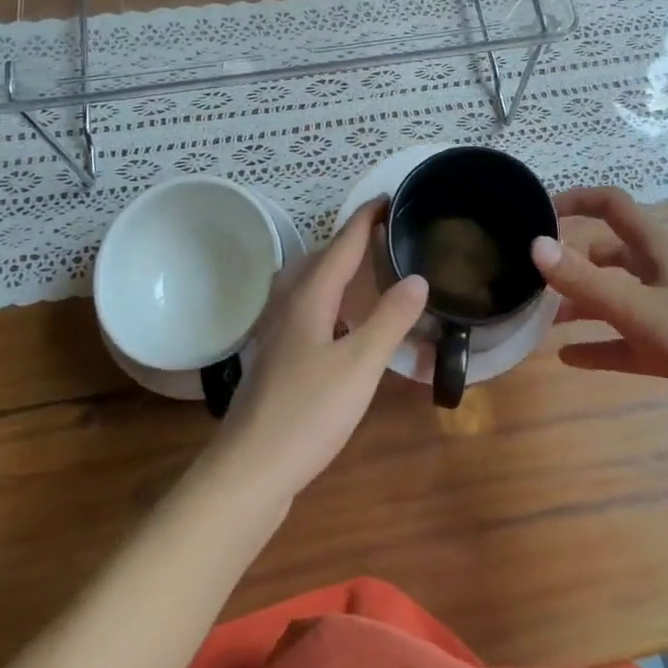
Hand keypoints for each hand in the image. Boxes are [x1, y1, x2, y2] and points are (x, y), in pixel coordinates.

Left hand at [205, 201, 427, 510]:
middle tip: (386, 234)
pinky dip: (330, 302)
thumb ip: (390, 320)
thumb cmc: (308, 413)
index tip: (388, 198)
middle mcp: (288, 305)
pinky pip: (307, 310)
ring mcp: (277, 332)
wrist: (249, 470)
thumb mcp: (360, 365)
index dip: (365, 219)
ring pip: (310, 285)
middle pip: (321, 259)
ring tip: (367, 272)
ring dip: (338, 270)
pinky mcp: (276, 358)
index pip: (341, 244)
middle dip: (351, 241)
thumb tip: (417, 277)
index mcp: (309, 297)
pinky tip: (341, 325)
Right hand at [534, 187, 667, 444]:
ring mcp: (664, 312)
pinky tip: (566, 358)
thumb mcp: (638, 311)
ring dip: (580, 305)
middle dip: (572, 261)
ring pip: (612, 297)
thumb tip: (535, 245)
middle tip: (535, 277)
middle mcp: (658, 274)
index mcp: (657, 250)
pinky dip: (595, 345)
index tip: (540, 214)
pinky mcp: (666, 348)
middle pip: (607, 253)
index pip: (613, 205)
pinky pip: (621, 341)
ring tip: (542, 320)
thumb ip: (585, 280)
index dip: (578, 200)